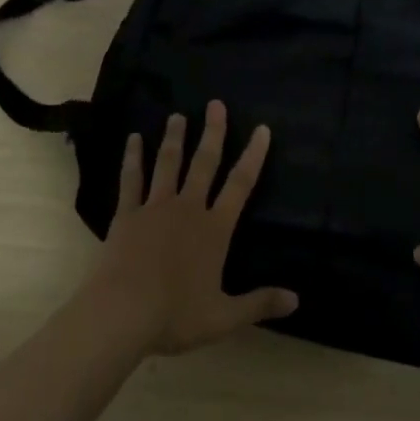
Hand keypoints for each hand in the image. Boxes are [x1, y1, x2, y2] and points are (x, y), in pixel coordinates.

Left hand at [81, 101, 297, 355]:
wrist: (122, 313)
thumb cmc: (175, 315)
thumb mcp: (224, 316)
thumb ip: (259, 304)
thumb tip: (297, 301)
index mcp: (214, 229)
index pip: (240, 185)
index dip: (253, 155)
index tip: (262, 129)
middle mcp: (188, 209)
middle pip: (204, 164)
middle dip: (213, 133)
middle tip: (216, 104)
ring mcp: (155, 208)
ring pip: (168, 164)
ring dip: (175, 138)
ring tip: (178, 115)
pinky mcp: (127, 215)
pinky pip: (132, 180)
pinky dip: (133, 158)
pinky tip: (134, 139)